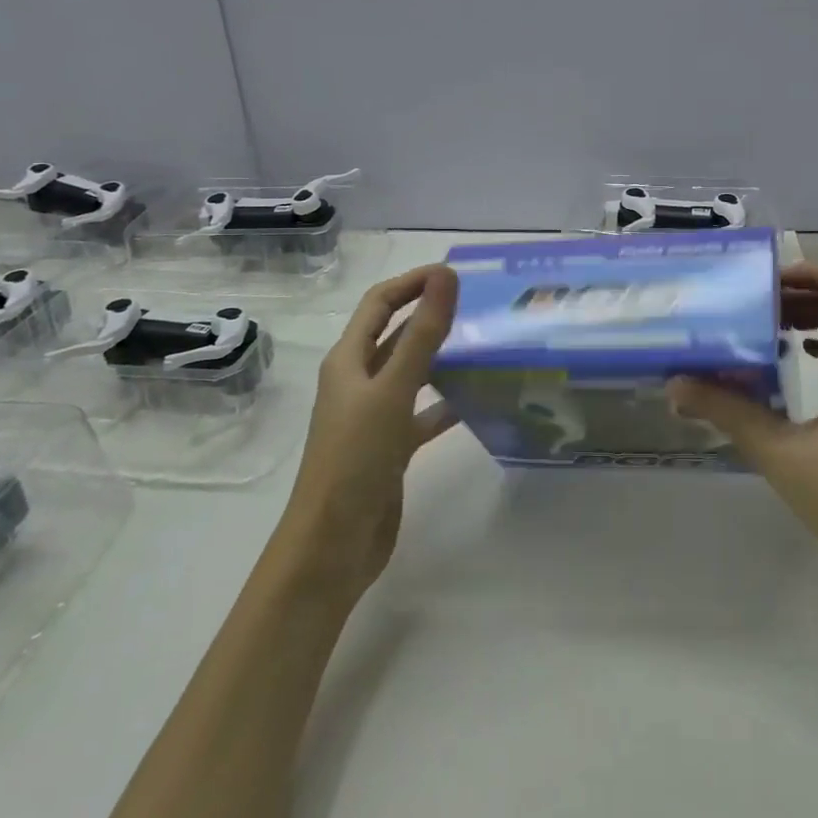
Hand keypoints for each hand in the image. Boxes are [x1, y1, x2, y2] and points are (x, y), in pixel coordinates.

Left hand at [277, 264, 459, 603]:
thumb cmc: (356, 458)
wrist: (333, 544)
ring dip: (441, 357)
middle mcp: (358, 382)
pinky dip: (445, 403)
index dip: (413, 282)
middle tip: (477, 306)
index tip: (455, 273)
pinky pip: (422, 413)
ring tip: (483, 346)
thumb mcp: (392, 390)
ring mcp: (374, 416)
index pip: (380, 303)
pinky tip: (477, 400)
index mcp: (348, 360)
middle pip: (395, 334)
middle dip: (430, 315)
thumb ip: (423, 334)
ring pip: (411, 373)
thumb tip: (446, 276)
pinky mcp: (390, 447)